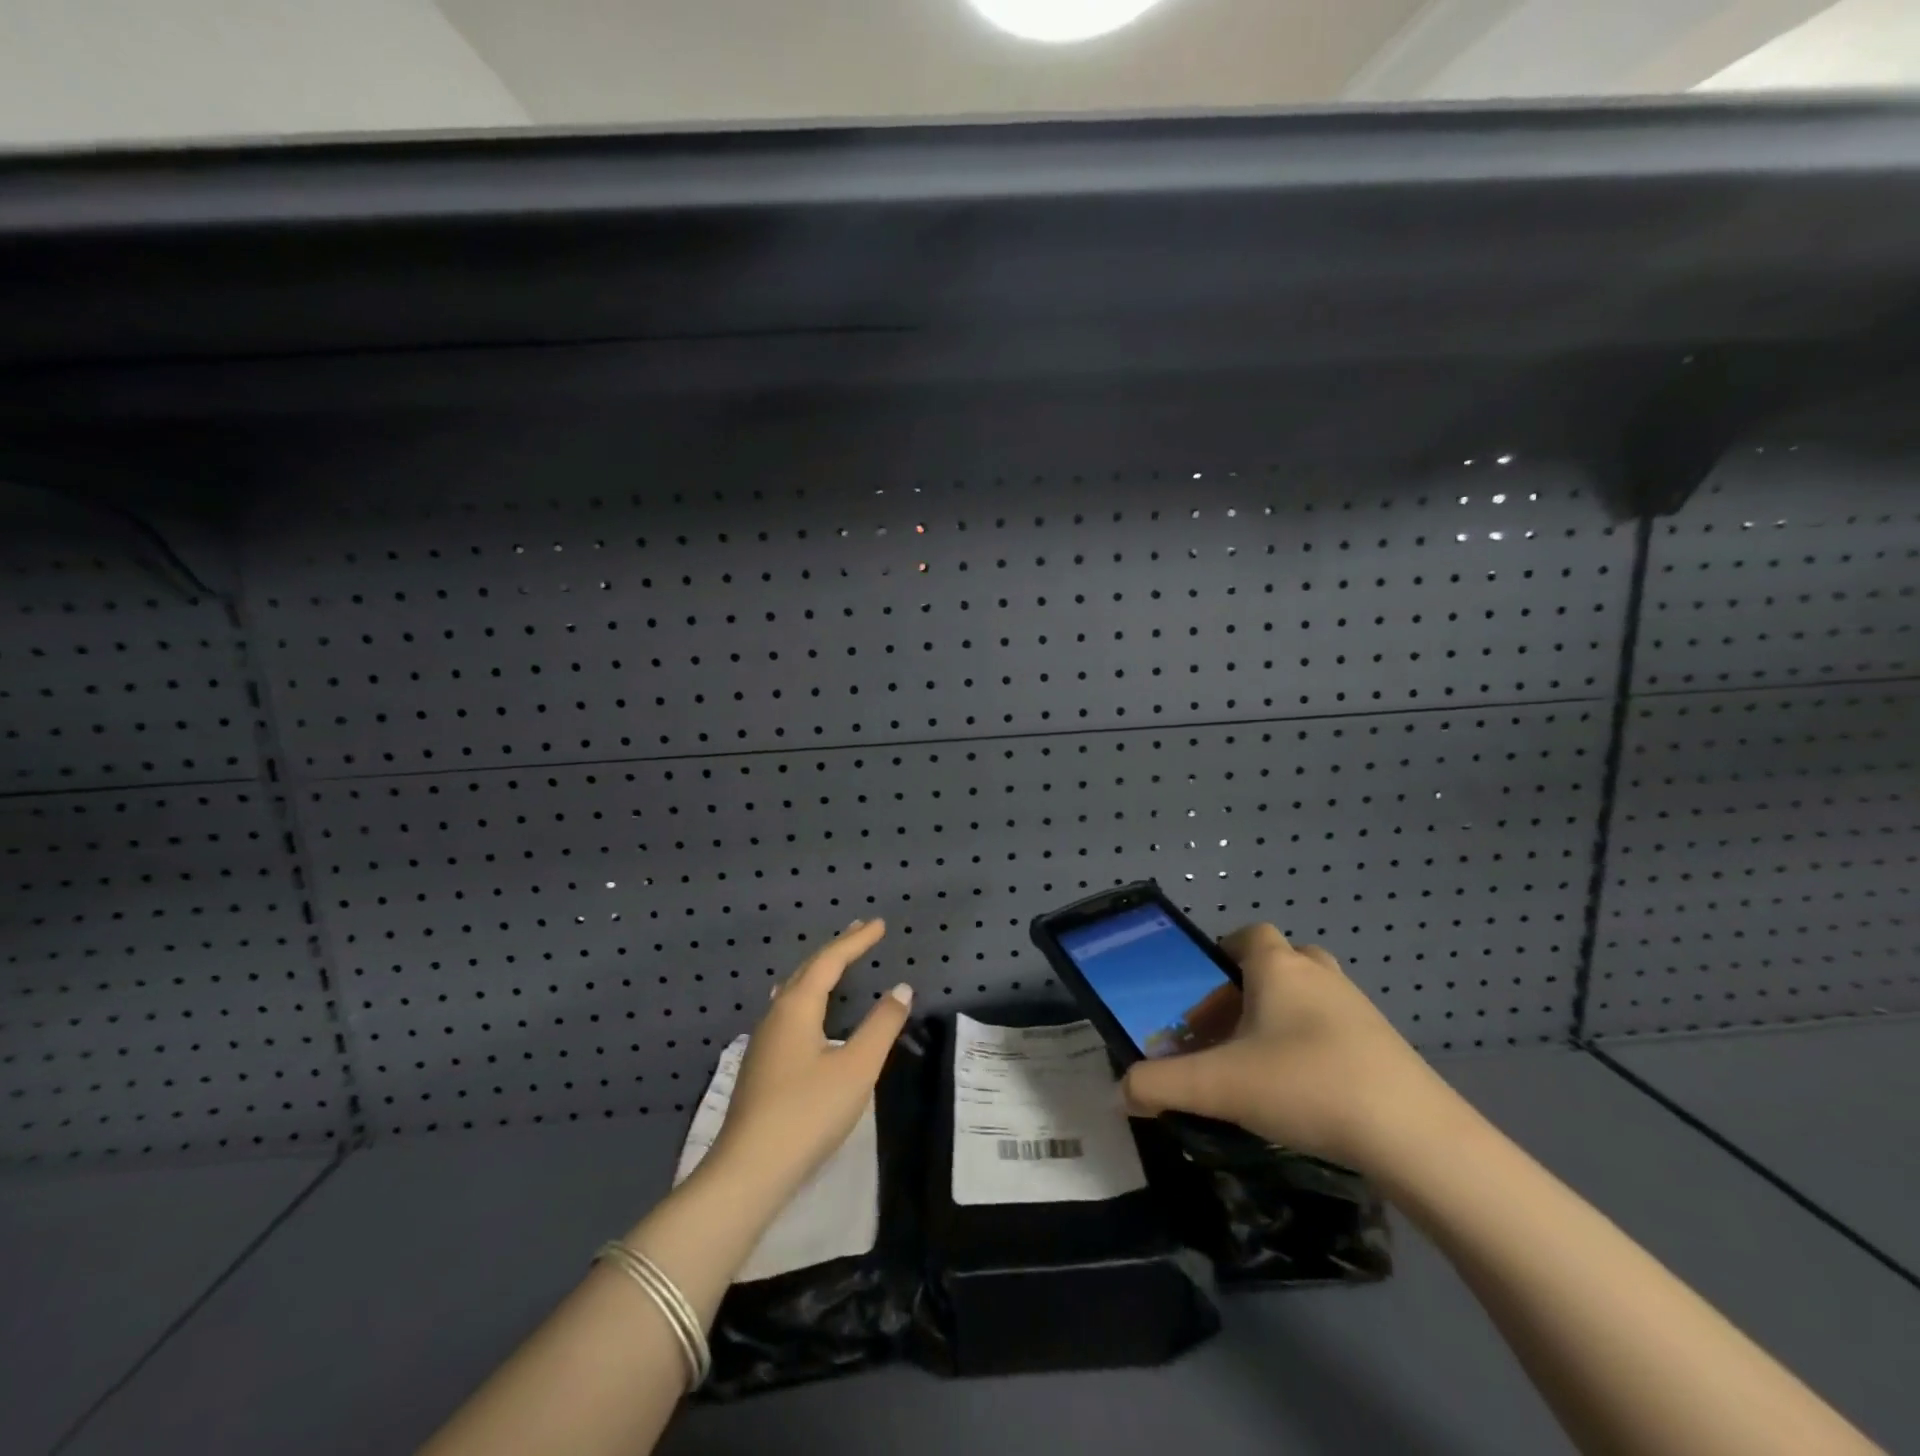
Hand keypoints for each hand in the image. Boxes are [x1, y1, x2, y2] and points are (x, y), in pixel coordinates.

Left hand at [704, 919, 912, 1202]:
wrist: (748, 1171)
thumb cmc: (807, 1113)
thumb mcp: (856, 1068)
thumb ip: (881, 1026)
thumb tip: (901, 988)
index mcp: (796, 1007)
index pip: (829, 961)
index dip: (855, 941)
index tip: (878, 924)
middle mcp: (775, 1015)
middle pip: (806, 970)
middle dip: (835, 950)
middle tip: (858, 932)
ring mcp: (763, 1041)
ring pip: (792, 991)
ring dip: (818, 972)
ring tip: (834, 963)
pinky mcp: (760, 1066)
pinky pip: (787, 1012)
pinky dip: (807, 996)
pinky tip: (806, 1012)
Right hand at [1121, 924, 1457, 1173]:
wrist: (1414, 1136)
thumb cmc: (1305, 1085)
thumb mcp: (1218, 1086)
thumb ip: (1160, 1085)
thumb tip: (1120, 1092)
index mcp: (1278, 967)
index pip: (1248, 934)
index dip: (1222, 953)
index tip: (1204, 992)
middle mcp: (1319, 975)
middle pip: (1279, 963)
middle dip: (1250, 990)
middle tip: (1227, 1030)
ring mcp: (1359, 1008)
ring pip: (1309, 996)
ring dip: (1282, 1019)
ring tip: (1260, 1064)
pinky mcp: (1385, 1045)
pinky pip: (1336, 1029)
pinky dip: (1314, 1046)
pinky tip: (1303, 1092)